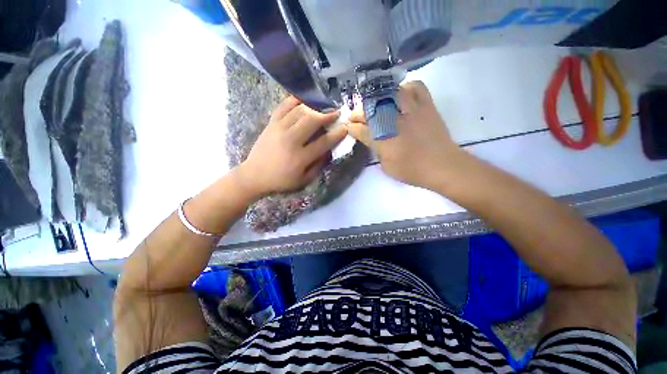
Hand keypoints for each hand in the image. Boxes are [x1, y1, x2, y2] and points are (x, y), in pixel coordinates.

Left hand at [236, 96, 346, 197]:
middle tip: (335, 113)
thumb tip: (329, 150)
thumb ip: (318, 165)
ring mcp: (279, 129)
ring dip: (314, 107)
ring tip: (323, 107)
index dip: (337, 134)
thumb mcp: (304, 180)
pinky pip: (283, 106)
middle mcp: (291, 140)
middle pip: (312, 121)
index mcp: (300, 158)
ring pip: (300, 111)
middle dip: (327, 115)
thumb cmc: (281, 181)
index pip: (324, 142)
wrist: (254, 175)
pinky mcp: (271, 124)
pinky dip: (294, 100)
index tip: (345, 127)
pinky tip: (304, 99)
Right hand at [347, 81, 463, 190]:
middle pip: (371, 110)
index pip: (361, 130)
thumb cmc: (412, 171)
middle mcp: (395, 122)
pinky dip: (406, 87)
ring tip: (375, 104)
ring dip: (379, 97)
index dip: (353, 128)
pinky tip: (401, 94)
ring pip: (390, 94)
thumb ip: (377, 151)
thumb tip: (372, 140)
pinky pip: (416, 87)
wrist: (443, 166)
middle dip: (359, 113)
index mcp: (384, 141)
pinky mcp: (426, 106)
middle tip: (355, 116)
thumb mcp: (387, 167)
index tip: (348, 126)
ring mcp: (412, 111)